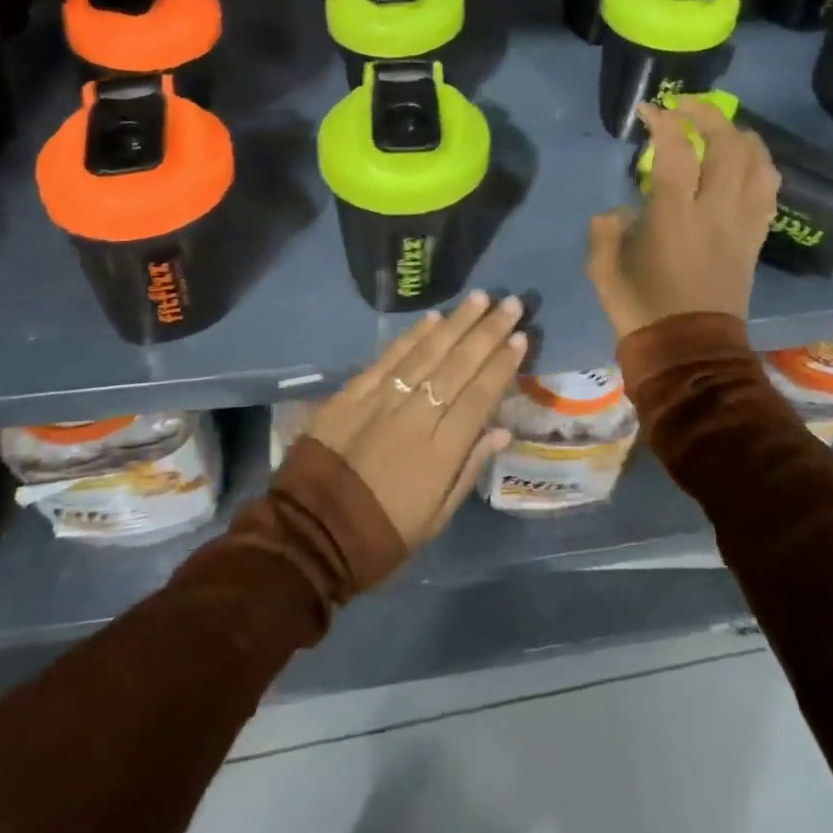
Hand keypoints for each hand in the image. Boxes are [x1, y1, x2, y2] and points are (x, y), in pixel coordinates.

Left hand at [308, 292, 526, 548]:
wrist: (311, 535)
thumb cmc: (382, 534)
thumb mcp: (436, 518)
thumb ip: (469, 468)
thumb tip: (502, 429)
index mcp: (441, 451)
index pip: (480, 396)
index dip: (502, 365)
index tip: (521, 338)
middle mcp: (417, 415)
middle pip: (459, 365)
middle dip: (488, 332)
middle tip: (510, 303)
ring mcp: (383, 399)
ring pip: (427, 352)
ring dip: (457, 323)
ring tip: (480, 298)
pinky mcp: (353, 392)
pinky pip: (390, 357)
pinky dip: (413, 335)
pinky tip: (434, 317)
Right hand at [587, 98, 778, 340]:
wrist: (689, 354)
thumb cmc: (641, 309)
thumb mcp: (603, 269)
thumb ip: (605, 229)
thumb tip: (620, 211)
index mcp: (673, 217)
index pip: (676, 151)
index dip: (663, 120)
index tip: (648, 110)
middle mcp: (715, 212)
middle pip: (728, 146)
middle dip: (708, 115)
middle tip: (686, 106)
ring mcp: (741, 226)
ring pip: (758, 165)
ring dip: (741, 136)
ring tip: (722, 129)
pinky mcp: (755, 240)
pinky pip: (769, 193)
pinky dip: (760, 167)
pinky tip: (745, 164)